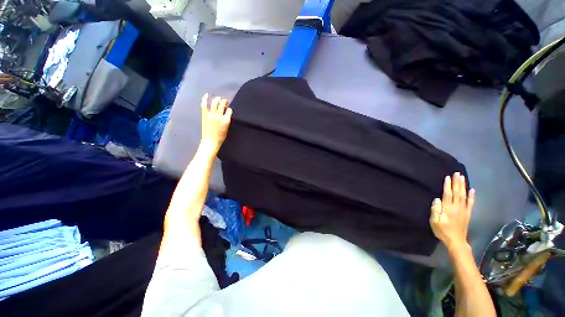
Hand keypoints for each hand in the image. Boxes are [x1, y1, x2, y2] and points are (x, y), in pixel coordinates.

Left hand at [200, 93, 232, 153]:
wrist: (210, 141)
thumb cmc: (220, 137)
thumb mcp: (227, 128)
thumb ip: (227, 120)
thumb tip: (226, 113)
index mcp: (226, 120)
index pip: (229, 110)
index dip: (229, 109)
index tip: (228, 110)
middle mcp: (219, 115)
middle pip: (223, 104)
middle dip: (224, 101)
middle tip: (224, 101)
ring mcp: (211, 114)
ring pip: (215, 102)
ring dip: (217, 99)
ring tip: (218, 99)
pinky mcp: (205, 114)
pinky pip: (205, 104)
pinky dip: (205, 99)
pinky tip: (206, 95)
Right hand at [430, 172, 474, 249]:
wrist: (456, 241)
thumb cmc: (442, 231)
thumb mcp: (435, 221)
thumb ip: (435, 210)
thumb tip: (437, 199)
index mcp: (448, 209)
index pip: (448, 194)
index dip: (448, 186)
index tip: (448, 177)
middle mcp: (457, 207)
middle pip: (457, 193)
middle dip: (457, 183)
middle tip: (457, 173)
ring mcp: (464, 210)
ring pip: (464, 195)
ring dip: (463, 186)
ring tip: (462, 178)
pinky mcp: (468, 214)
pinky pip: (471, 203)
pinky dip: (472, 196)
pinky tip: (472, 190)